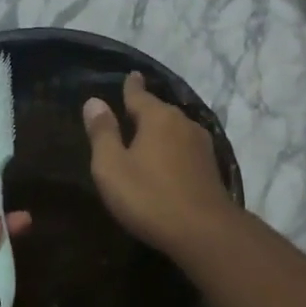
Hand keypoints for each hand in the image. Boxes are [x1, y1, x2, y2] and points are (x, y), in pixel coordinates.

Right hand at [82, 72, 236, 257]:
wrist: (204, 231)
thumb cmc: (149, 197)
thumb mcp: (112, 167)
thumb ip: (102, 133)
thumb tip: (94, 101)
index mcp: (157, 117)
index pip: (139, 94)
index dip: (131, 86)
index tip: (131, 75)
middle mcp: (183, 123)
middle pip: (159, 111)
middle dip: (145, 110)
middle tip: (129, 111)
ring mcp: (201, 145)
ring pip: (175, 129)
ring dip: (160, 131)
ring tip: (147, 135)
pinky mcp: (210, 168)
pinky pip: (185, 148)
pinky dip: (173, 148)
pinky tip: (168, 159)